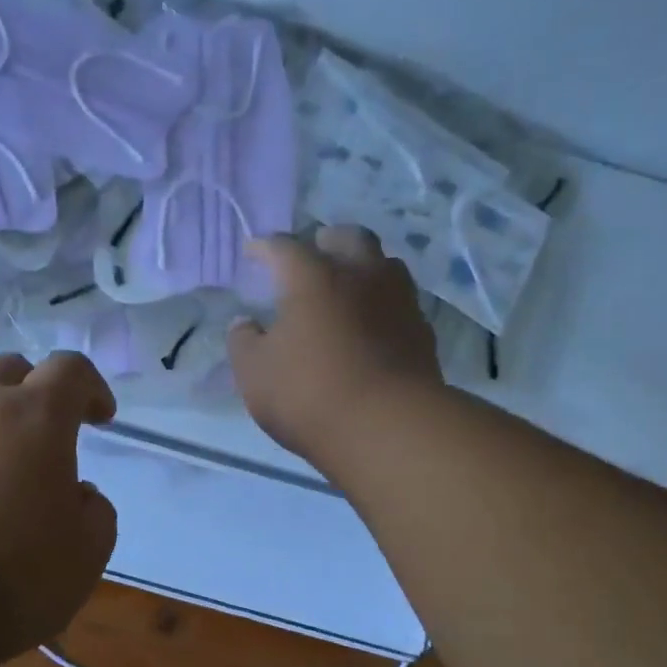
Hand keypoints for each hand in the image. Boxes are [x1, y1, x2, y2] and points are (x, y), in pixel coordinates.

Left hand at [0, 352, 118, 660]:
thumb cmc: (10, 575)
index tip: (99, 419)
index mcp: (36, 416)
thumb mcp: (86, 554)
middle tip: (40, 436)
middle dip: (32, 392)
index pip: (71, 370)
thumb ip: (95, 511)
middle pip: (8, 369)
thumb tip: (78, 494)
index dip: (91, 388)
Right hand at [228, 226, 443, 471]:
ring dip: (363, 267)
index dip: (264, 247)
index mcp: (314, 277)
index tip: (252, 252)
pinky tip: (373, 324)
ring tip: (349, 286)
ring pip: (384, 265)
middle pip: (348, 238)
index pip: (284, 247)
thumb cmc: (309, 394)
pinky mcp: (422, 331)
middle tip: (313, 253)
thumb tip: (244, 323)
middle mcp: (361, 275)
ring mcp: (398, 300)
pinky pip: (400, 302)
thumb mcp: (255, 373)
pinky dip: (383, 304)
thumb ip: (244, 342)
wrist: (389, 428)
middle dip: (327, 241)